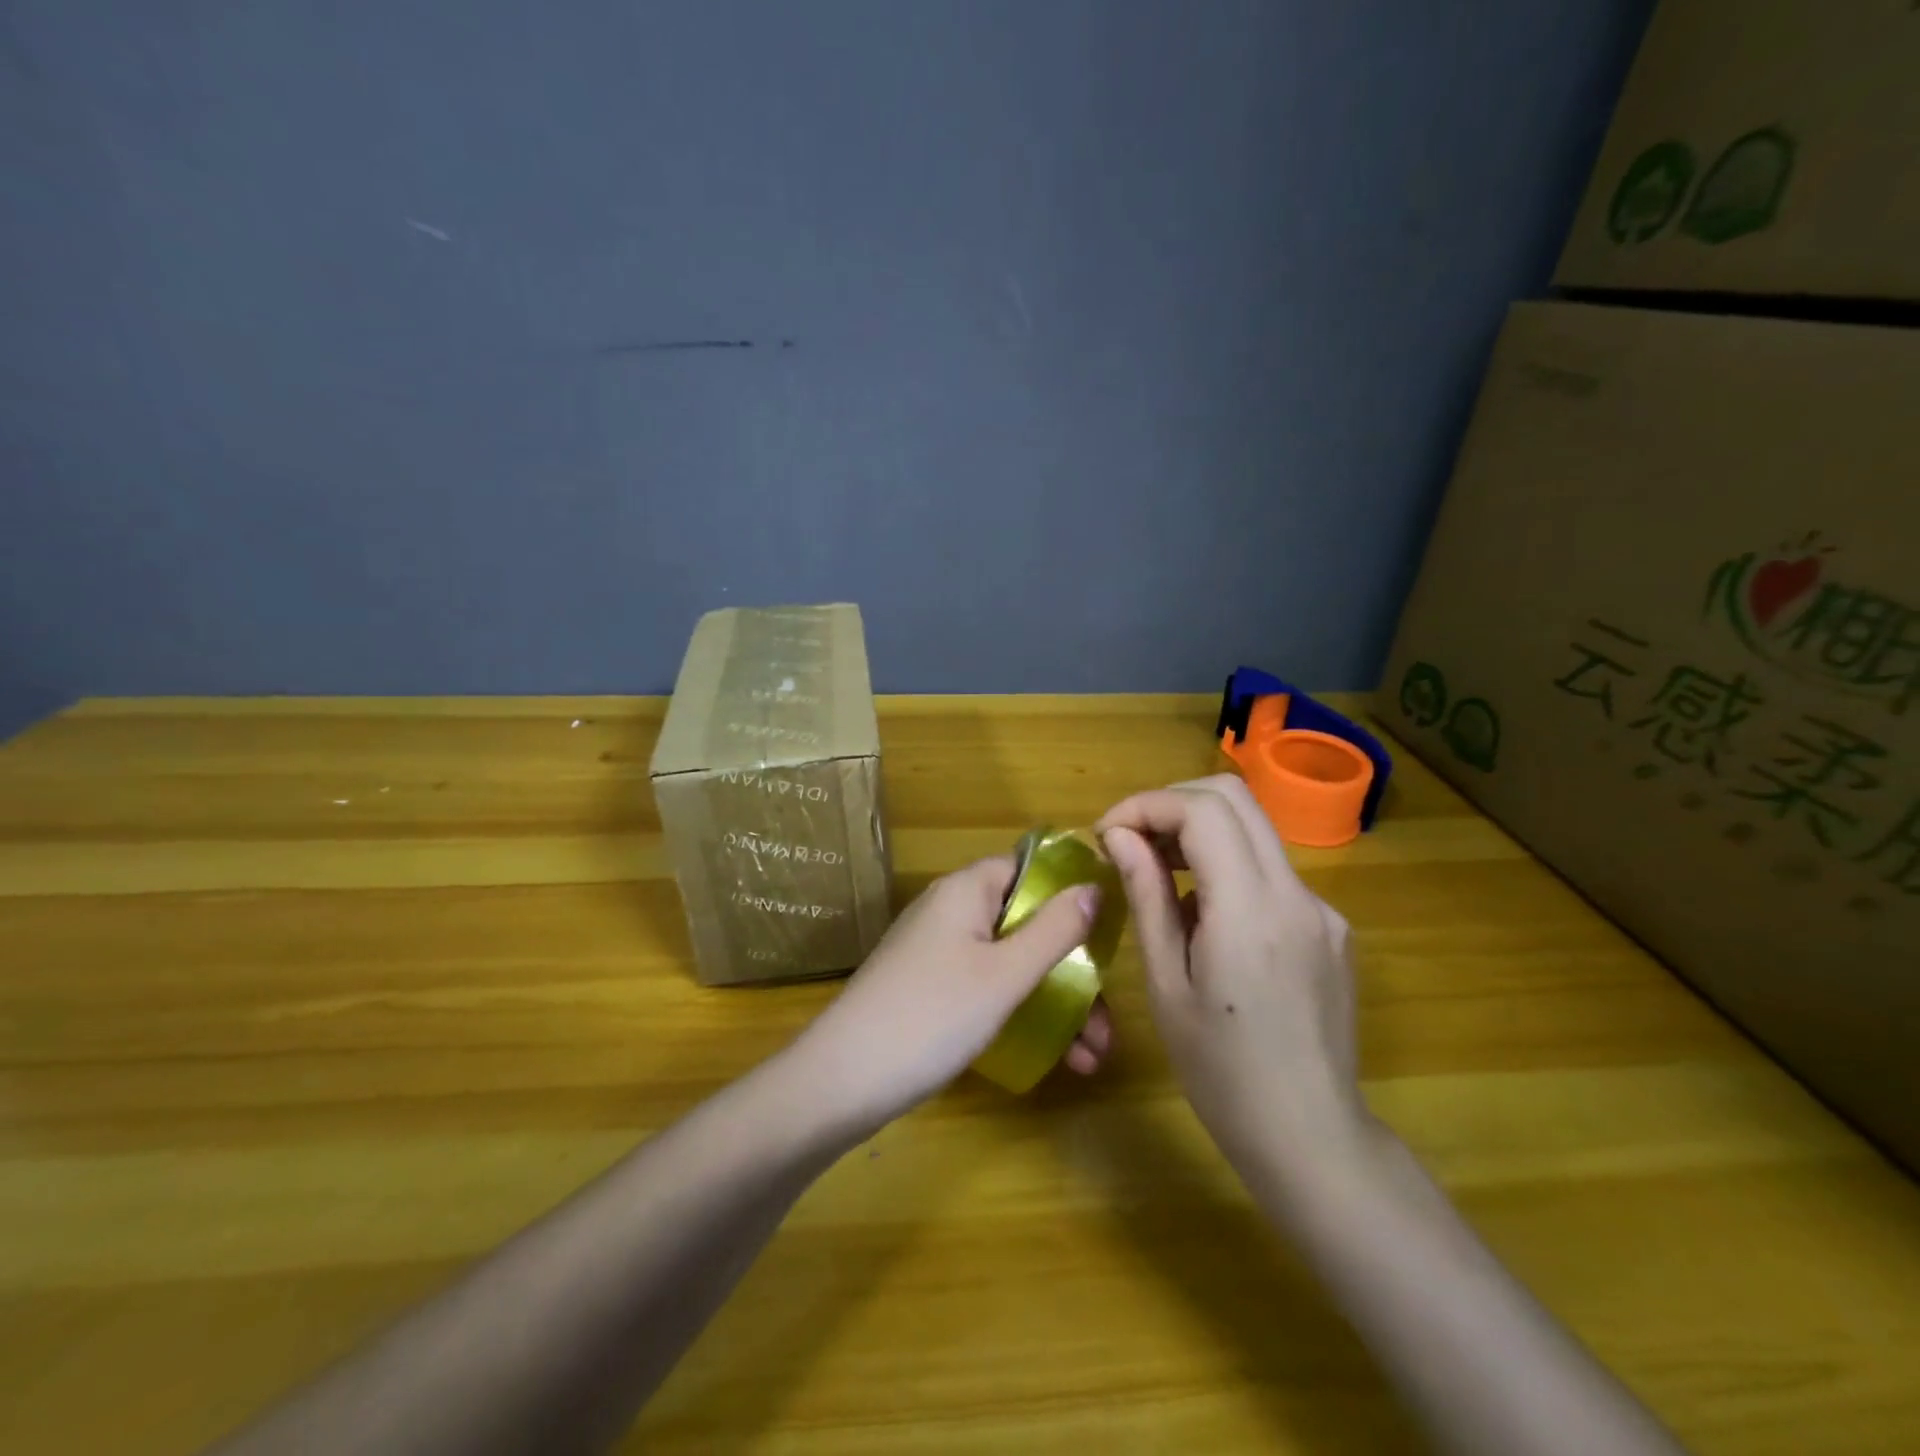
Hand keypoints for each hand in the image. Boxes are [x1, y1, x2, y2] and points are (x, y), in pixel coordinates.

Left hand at [793, 857, 1114, 1131]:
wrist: (842, 1080)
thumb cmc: (932, 1015)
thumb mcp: (1005, 975)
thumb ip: (1054, 930)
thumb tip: (1094, 888)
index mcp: (966, 891)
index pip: (1029, 869)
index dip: (1070, 894)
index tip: (1109, 935)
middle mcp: (951, 911)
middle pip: (1026, 924)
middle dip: (1072, 970)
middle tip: (1107, 1022)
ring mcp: (938, 952)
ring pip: (1011, 964)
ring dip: (1055, 1002)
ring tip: (1092, 1055)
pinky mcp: (930, 989)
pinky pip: (988, 988)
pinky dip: (1021, 1014)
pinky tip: (1057, 1059)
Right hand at [1097, 776, 1372, 1184]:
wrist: (1312, 1138)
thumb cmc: (1221, 1073)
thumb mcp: (1166, 985)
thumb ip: (1148, 897)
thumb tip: (1121, 837)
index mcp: (1251, 910)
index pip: (1203, 810)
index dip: (1147, 805)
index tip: (1108, 833)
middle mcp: (1296, 893)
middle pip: (1235, 798)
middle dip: (1172, 803)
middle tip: (1129, 840)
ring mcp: (1321, 909)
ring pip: (1254, 830)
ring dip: (1199, 832)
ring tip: (1157, 876)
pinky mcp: (1330, 928)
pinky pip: (1270, 871)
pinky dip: (1227, 868)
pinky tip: (1205, 920)